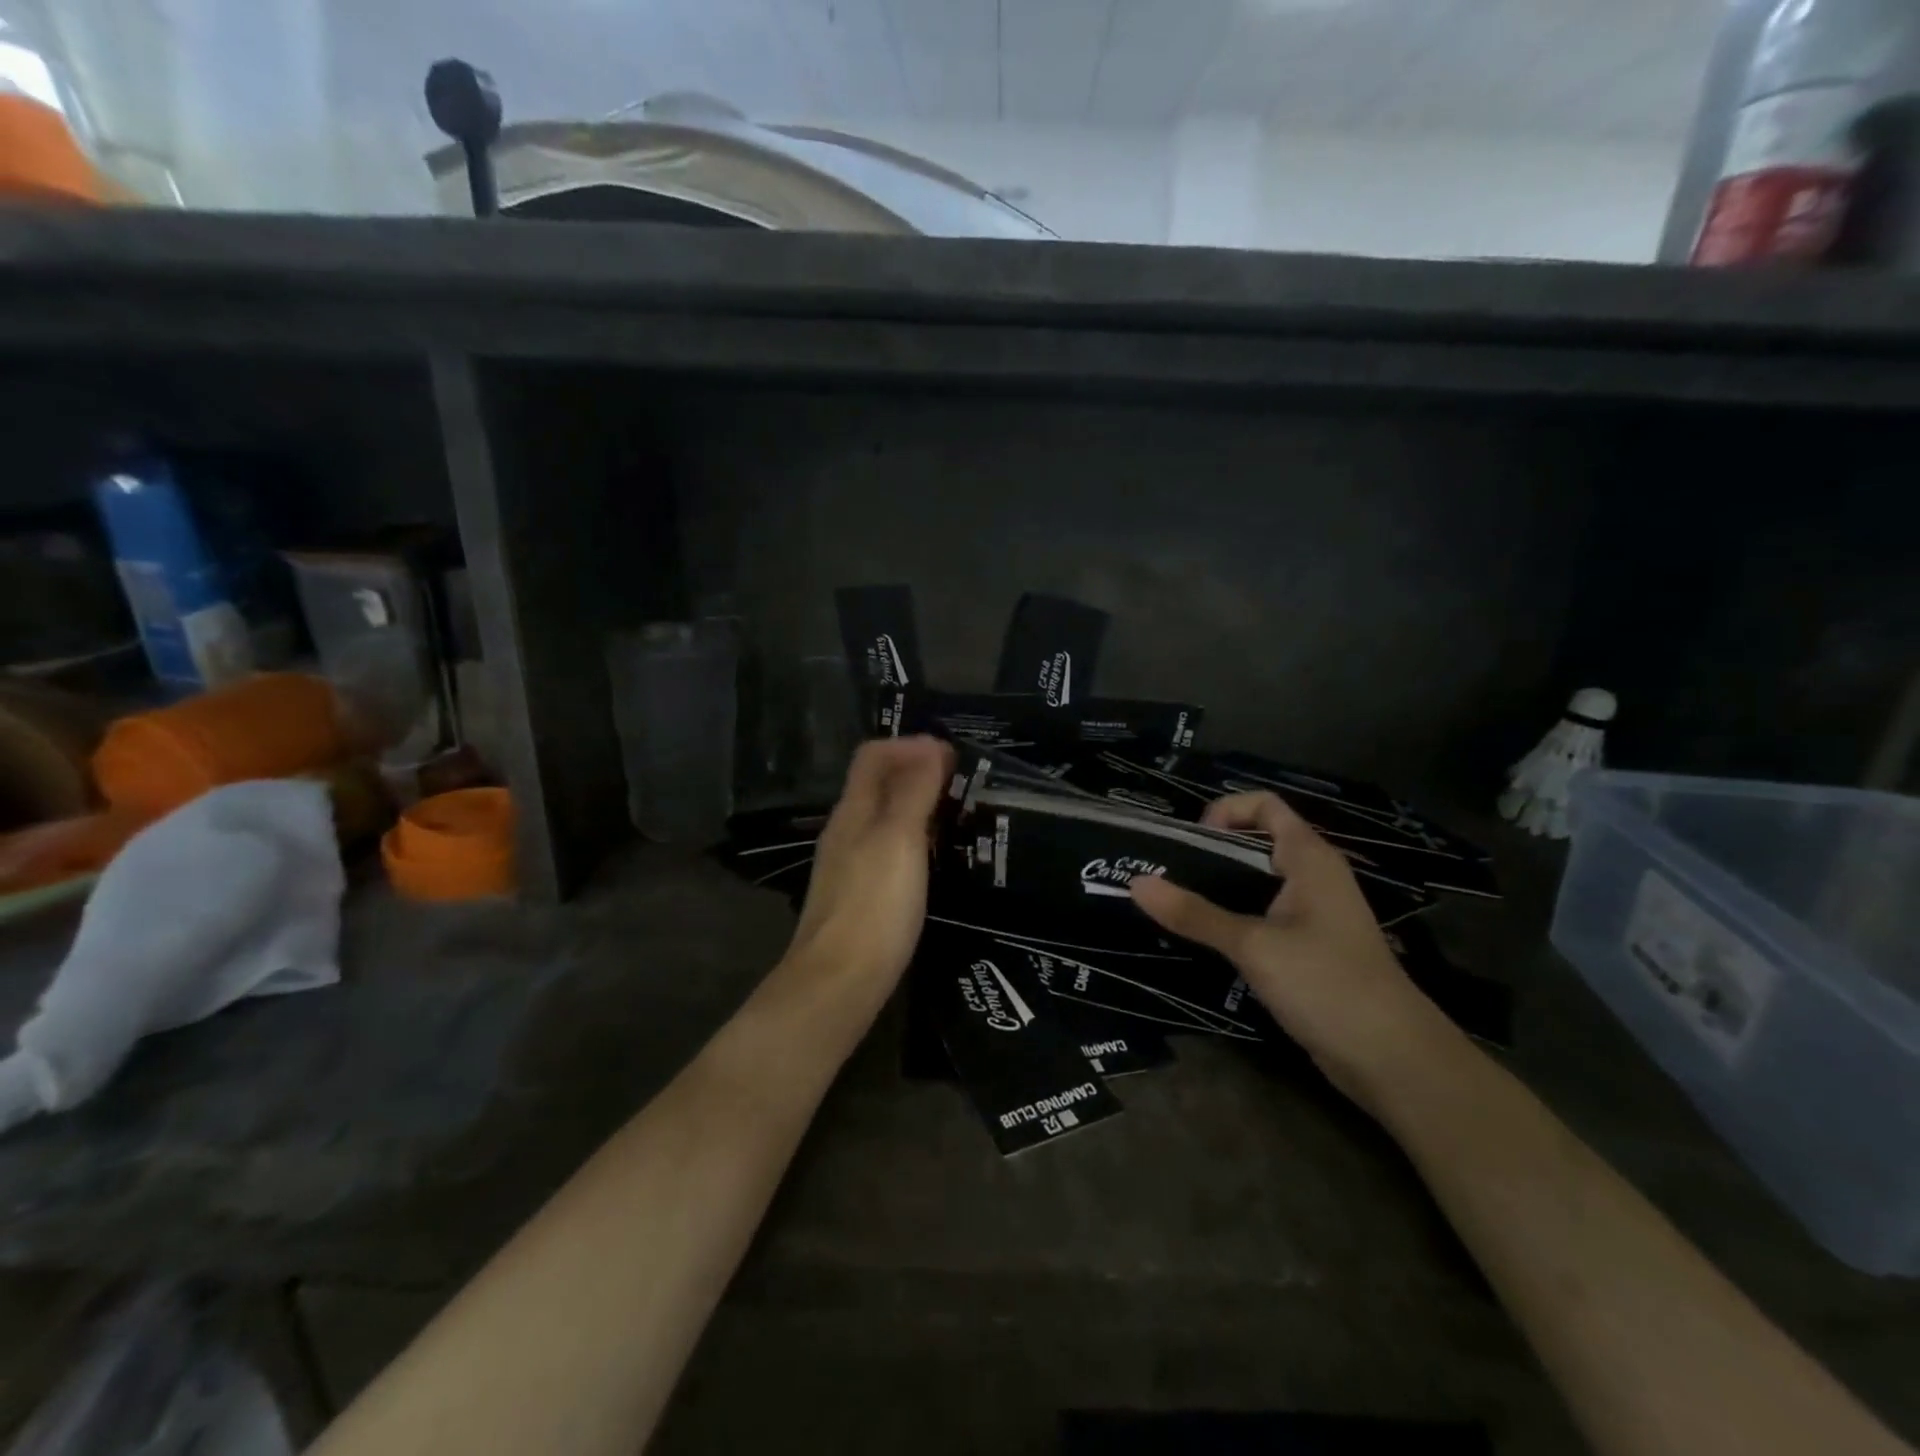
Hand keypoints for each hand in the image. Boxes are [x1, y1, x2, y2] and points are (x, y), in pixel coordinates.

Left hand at [789, 735, 955, 983]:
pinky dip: (916, 839)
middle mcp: (847, 831)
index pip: (874, 755)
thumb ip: (913, 791)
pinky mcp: (862, 895)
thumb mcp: (898, 839)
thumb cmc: (873, 906)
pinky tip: (939, 858)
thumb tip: (929, 745)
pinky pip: (890, 849)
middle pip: (879, 784)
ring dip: (920, 805)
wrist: (839, 984)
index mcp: (853, 811)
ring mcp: (852, 865)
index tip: (954, 756)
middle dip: (919, 772)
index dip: (911, 745)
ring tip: (961, 815)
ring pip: (886, 817)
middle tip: (966, 783)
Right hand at [1129, 791, 1449, 1102]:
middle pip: (1257, 842)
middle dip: (1211, 851)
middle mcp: (1314, 876)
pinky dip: (1233, 918)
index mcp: (1309, 858)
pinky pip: (1264, 916)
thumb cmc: (1327, 983)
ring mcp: (1314, 914)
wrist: (1393, 1059)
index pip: (1265, 805)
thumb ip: (1195, 914)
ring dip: (1218, 888)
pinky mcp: (1309, 948)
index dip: (1225, 810)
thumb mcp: (1253, 945)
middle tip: (1166, 872)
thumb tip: (1136, 883)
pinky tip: (1204, 939)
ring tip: (1173, 903)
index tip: (1190, 840)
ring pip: (1258, 883)